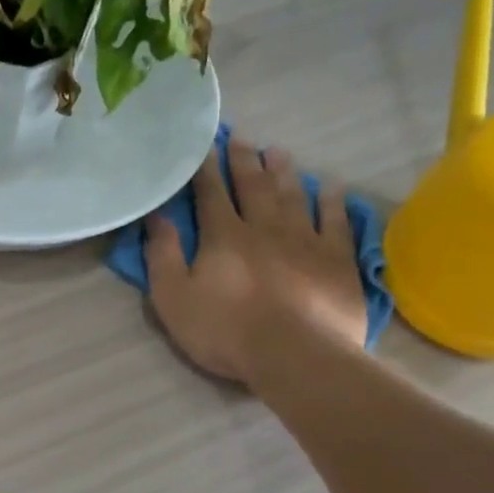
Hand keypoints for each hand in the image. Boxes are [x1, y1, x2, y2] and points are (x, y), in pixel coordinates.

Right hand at [145, 143, 368, 391]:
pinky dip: (333, 202)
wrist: (295, 355)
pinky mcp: (336, 260)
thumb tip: (157, 216)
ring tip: (279, 152)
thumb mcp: (173, 298)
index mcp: (223, 237)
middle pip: (253, 186)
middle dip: (245, 161)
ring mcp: (306, 240)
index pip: (211, 194)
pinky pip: (336, 222)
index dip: (206, 169)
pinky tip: (332, 188)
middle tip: (242, 138)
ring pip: (294, 196)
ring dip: (285, 172)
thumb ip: (163, 255)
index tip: (204, 147)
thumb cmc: (225, 331)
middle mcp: (265, 228)